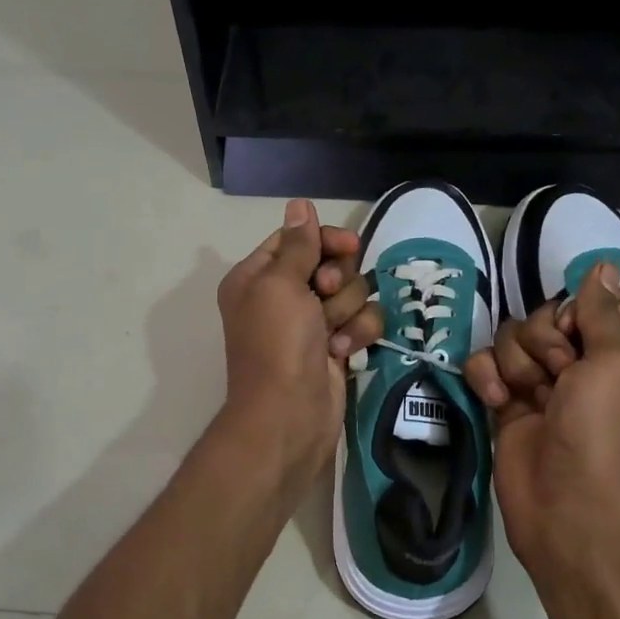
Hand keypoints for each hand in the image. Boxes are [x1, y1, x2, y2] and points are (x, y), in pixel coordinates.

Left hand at [215, 199, 383, 482]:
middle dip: (338, 279)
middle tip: (326, 294)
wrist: (290, 414)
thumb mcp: (280, 284)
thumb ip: (298, 244)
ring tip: (331, 333)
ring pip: (353, 292)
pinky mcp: (336, 346)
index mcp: (258, 276)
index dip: (325, 239)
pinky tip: (343, 352)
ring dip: (347, 310)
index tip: (348, 246)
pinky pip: (362, 321)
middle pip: (330, 262)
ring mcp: (311, 323)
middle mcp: (283, 296)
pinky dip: (357, 334)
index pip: (298, 239)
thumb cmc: (278, 343)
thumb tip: (299, 204)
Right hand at [464, 262, 619, 569]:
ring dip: (517, 363)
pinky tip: (497, 400)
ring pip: (512, 339)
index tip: (579, 325)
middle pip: (547, 316)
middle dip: (545, 339)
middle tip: (559, 372)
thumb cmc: (601, 428)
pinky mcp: (505, 402)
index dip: (582, 305)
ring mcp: (539, 383)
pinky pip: (485, 365)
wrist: (566, 503)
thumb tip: (606, 265)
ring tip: (528, 396)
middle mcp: (580, 362)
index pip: (598, 302)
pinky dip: (486, 377)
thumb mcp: (615, 360)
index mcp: (618, 351)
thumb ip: (602, 310)